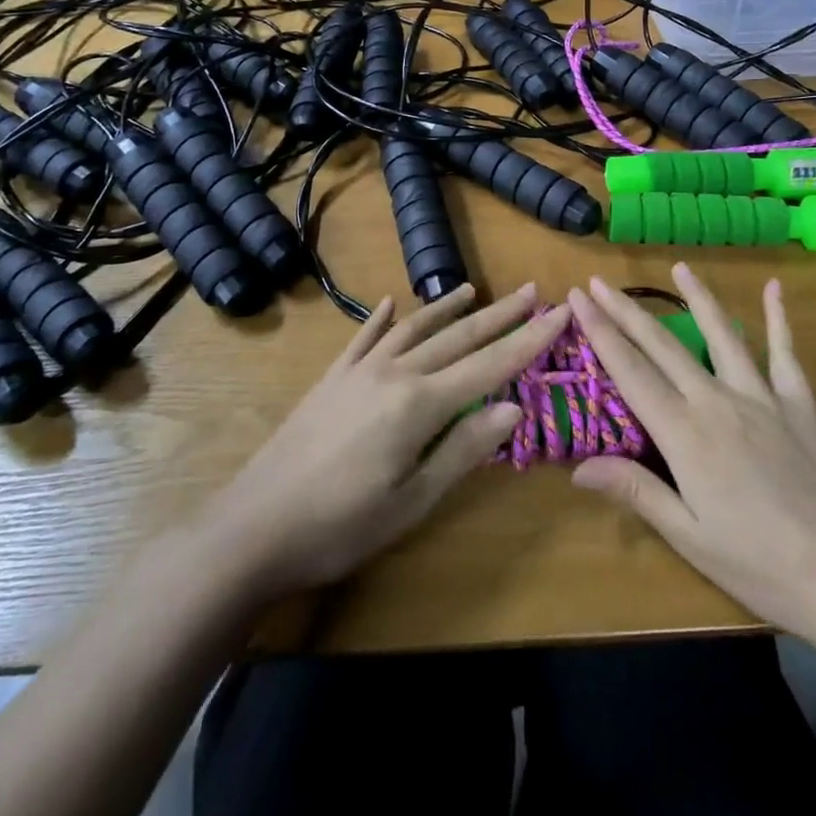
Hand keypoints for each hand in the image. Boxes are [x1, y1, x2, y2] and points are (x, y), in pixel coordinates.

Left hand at [194, 283, 565, 599]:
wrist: (254, 525)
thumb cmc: (342, 525)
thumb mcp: (413, 500)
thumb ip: (464, 449)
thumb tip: (514, 406)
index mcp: (419, 404)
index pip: (489, 365)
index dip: (529, 341)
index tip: (561, 314)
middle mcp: (393, 373)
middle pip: (457, 337)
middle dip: (499, 315)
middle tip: (532, 291)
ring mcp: (359, 371)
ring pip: (414, 328)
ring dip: (448, 309)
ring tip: (475, 290)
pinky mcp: (332, 378)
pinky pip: (364, 337)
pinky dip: (383, 317)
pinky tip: (393, 302)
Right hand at [569, 265, 815, 659]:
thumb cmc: (762, 567)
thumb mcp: (690, 538)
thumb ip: (636, 491)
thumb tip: (577, 466)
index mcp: (684, 433)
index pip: (630, 371)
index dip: (600, 332)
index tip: (578, 298)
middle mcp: (717, 401)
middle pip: (662, 345)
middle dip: (626, 311)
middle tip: (599, 281)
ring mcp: (762, 396)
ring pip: (721, 334)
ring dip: (697, 298)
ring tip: (679, 267)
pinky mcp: (799, 403)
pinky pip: (784, 352)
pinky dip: (778, 318)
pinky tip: (774, 289)